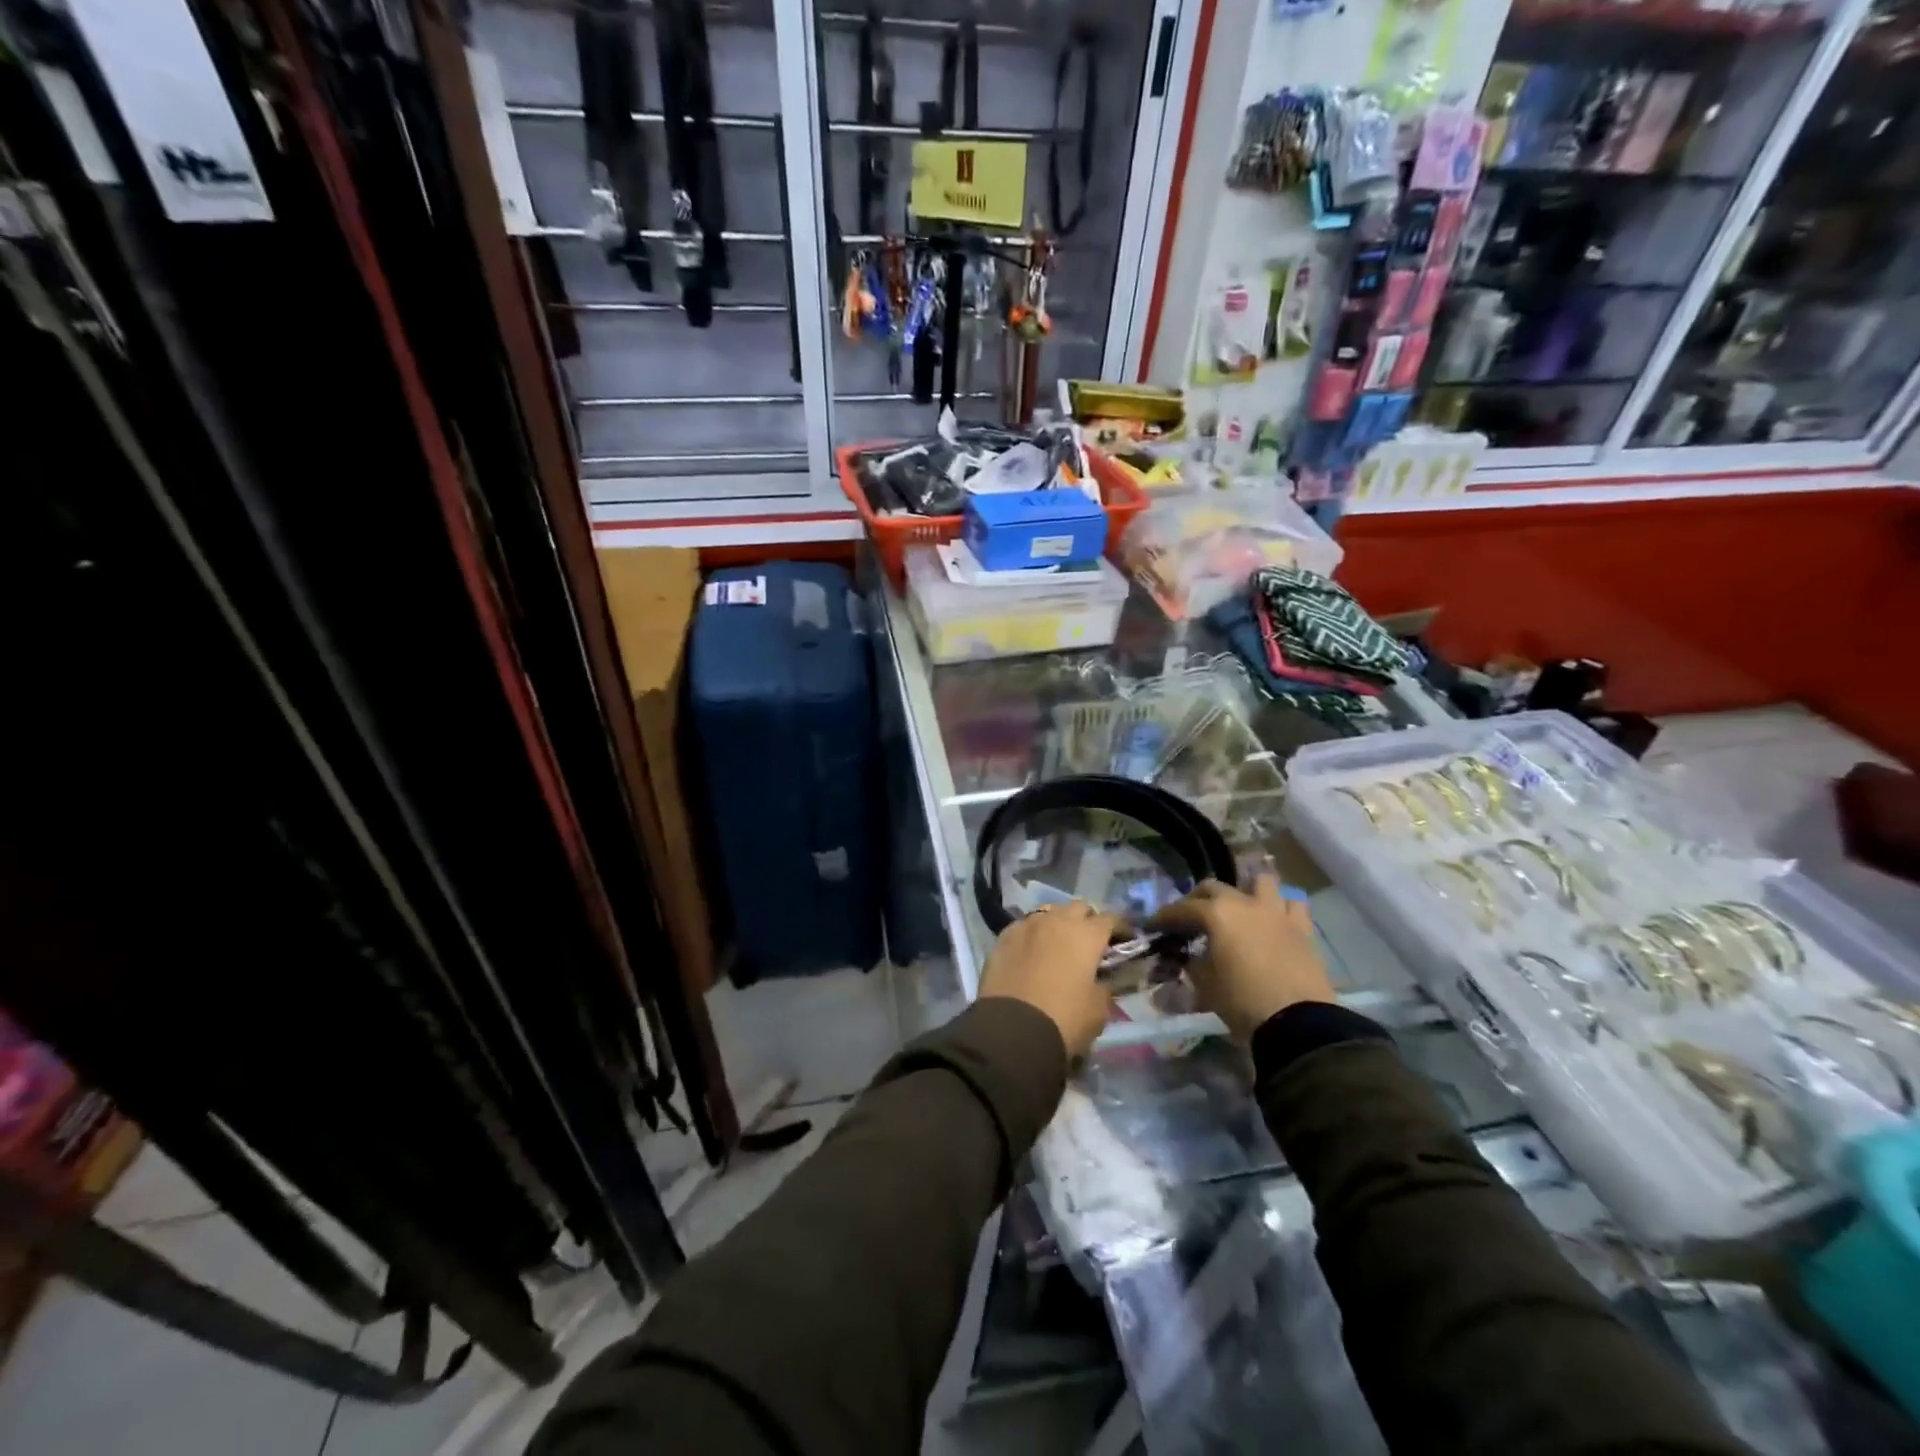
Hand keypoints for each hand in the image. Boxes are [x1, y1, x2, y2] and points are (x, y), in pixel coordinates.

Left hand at [978, 901, 1118, 1059]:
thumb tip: (1102, 977)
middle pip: (1079, 908)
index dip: (1121, 928)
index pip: (1111, 919)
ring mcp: (1028, 925)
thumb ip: (1105, 986)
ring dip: (1059, 924)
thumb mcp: (1098, 1010)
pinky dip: (1034, 934)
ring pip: (1050, 912)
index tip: (1124, 940)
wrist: (1012, 1029)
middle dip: (1088, 921)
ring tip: (1059, 945)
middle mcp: (1058, 920)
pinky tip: (1032, 951)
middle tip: (1090, 943)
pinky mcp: (1004, 936)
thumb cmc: (1064, 1019)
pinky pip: (1025, 926)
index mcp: (1087, 934)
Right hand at [1149, 876, 1333, 1041]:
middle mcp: (1244, 903)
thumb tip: (1188, 956)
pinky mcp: (1303, 928)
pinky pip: (1292, 904)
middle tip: (1190, 918)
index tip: (1153, 926)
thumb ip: (1192, 963)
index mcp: (1216, 914)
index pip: (1181, 909)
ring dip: (1245, 890)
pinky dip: (1280, 907)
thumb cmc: (1242, 1001)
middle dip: (1197, 899)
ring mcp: (1276, 912)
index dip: (1163, 918)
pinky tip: (1273, 920)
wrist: (1298, 1023)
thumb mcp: (1205, 984)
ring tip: (1238, 908)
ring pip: (1260, 882)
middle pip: (1214, 888)